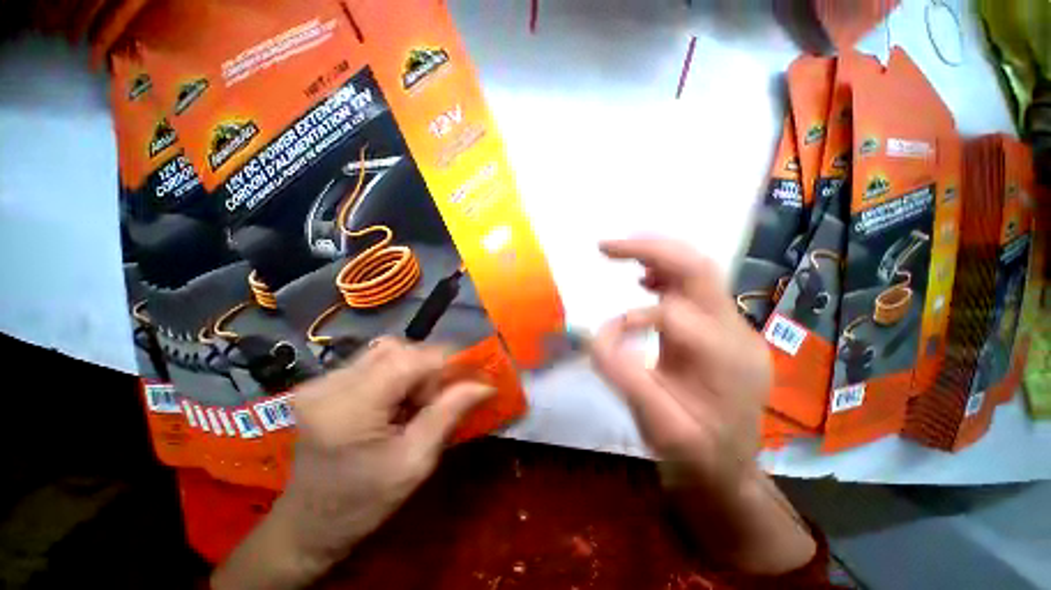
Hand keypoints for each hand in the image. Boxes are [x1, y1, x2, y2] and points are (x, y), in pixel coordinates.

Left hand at [212, 339, 492, 589]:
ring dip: (413, 368)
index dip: (447, 359)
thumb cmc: (364, 503)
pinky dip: (396, 373)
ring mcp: (322, 380)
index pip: (409, 359)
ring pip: (387, 350)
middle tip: (438, 396)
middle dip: (429, 366)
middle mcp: (331, 383)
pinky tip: (395, 399)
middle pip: (398, 349)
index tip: (471, 374)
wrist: (309, 524)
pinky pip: (373, 361)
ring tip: (417, 399)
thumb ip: (450, 413)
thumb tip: (485, 383)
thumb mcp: (415, 462)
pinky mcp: (323, 382)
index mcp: (350, 408)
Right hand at [590, 238, 814, 574]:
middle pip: (698, 270)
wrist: (730, 467)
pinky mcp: (724, 327)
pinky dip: (667, 273)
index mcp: (722, 359)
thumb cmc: (694, 451)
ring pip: (699, 271)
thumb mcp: (656, 424)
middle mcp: (735, 332)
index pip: (671, 316)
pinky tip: (646, 278)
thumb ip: (623, 376)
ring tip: (619, 253)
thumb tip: (592, 336)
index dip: (629, 320)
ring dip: (657, 256)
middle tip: (606, 246)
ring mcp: (734, 326)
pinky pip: (696, 287)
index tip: (602, 339)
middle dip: (650, 249)